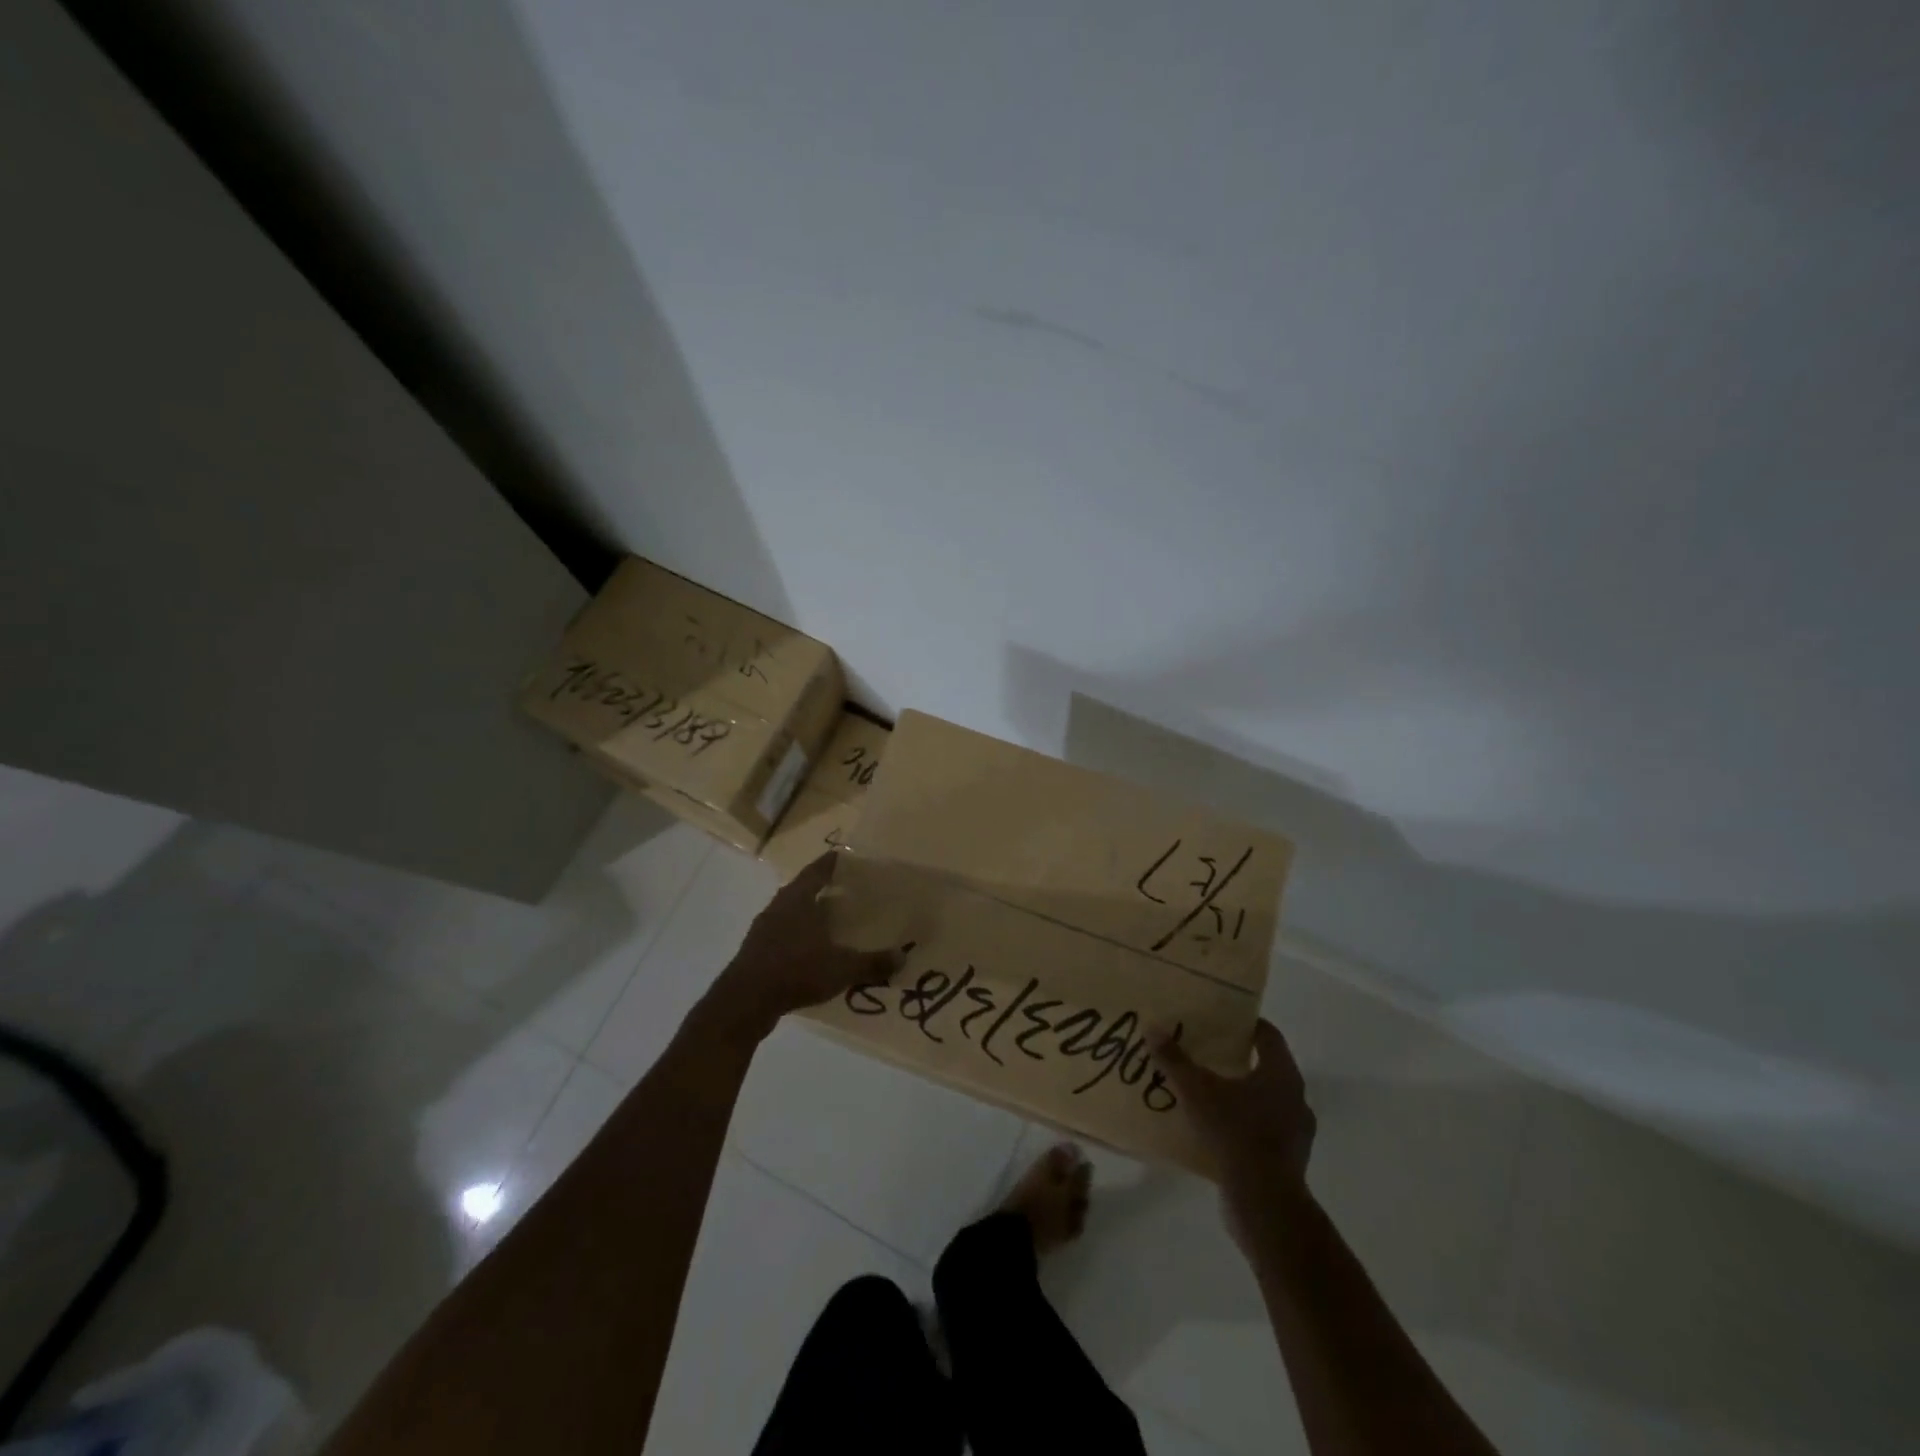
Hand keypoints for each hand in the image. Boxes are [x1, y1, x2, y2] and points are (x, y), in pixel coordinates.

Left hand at [700, 854, 898, 1044]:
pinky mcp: (755, 951)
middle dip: (824, 890)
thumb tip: (903, 956)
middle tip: (847, 892)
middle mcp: (779, 906)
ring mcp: (763, 929)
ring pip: (791, 913)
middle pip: (803, 889)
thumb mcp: (841, 968)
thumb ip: (872, 962)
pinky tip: (812, 953)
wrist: (744, 1001)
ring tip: (832, 923)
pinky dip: (798, 938)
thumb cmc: (795, 970)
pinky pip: (782, 935)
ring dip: (809, 915)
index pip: (818, 870)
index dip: (833, 862)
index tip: (848, 858)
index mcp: (798, 898)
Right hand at [1154, 1020, 1316, 1235]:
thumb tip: (1153, 1028)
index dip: (1246, 1024)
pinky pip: (1263, 1131)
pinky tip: (1217, 1130)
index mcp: (1282, 1074)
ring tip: (1208, 1093)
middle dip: (1238, 1060)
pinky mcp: (1288, 1161)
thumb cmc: (1235, 1133)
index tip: (1222, 1020)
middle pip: (1267, 1067)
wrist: (1265, 1203)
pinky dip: (1243, 1125)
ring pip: (1266, 1101)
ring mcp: (1296, 1132)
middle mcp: (1296, 1098)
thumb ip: (1175, 1060)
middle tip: (1207, 1053)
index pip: (1268, 1035)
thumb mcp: (1197, 1091)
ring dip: (1241, 1095)